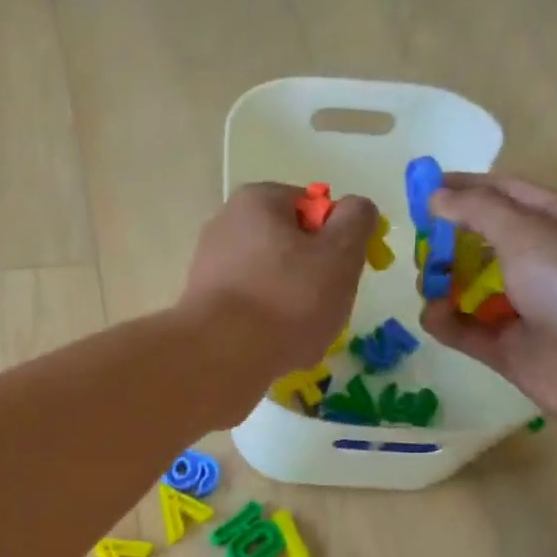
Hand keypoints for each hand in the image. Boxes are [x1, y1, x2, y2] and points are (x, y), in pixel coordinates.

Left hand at [179, 181, 377, 392]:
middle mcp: (225, 225)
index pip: (312, 208)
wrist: (222, 355)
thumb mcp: (340, 253)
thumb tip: (356, 209)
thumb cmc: (288, 298)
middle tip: (326, 307)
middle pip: (289, 248)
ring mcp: (207, 267)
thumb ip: (356, 221)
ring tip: (299, 336)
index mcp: (257, 200)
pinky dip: (264, 326)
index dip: (336, 239)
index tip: (343, 271)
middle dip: (313, 277)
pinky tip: (272, 349)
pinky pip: (247, 310)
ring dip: (291, 307)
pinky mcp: (200, 306)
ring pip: (270, 284)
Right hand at [418, 175, 556, 437]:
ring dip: (443, 282)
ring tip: (426, 282)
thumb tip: (436, 195)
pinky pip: (466, 330)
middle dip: (448, 241)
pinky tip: (434, 314)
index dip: (465, 189)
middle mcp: (543, 262)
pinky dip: (446, 321)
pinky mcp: (508, 349)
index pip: (505, 195)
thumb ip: (478, 212)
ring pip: (470, 288)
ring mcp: (524, 308)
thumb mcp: (530, 233)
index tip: (422, 188)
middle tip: (420, 244)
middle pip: (483, 243)